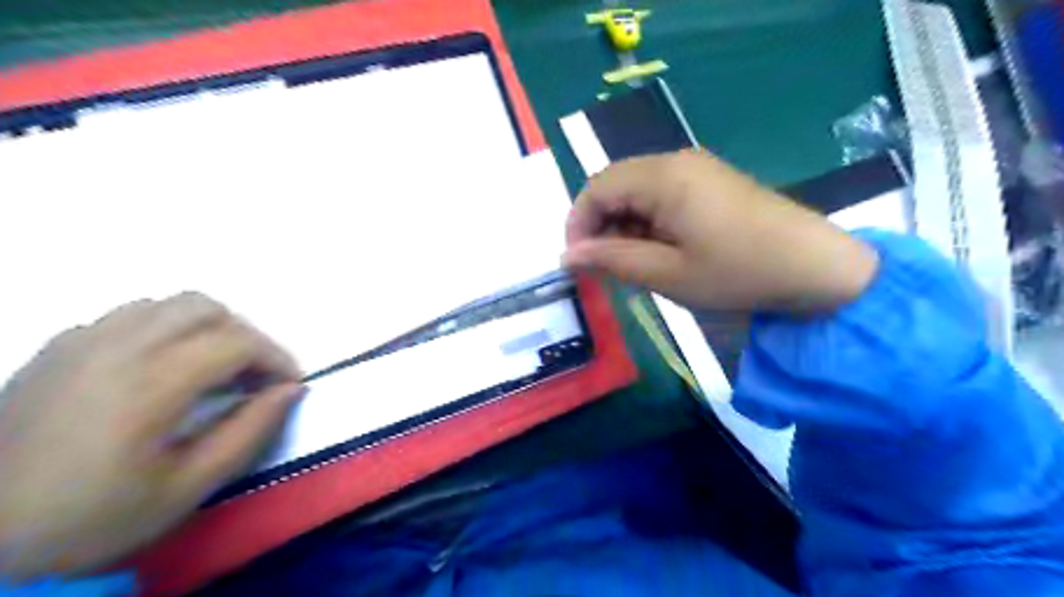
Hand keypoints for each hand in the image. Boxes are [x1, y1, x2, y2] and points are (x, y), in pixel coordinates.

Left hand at [0, 291, 302, 581]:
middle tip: (254, 376)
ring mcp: (81, 341)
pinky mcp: (58, 347)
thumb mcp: (188, 488)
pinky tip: (163, 366)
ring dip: (207, 327)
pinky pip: (131, 315)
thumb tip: (292, 389)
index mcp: (150, 383)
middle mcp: (117, 346)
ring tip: (214, 368)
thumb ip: (250, 431)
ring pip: (168, 304)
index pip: (238, 342)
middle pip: (207, 308)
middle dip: (246, 336)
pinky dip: (166, 329)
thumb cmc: (92, 517)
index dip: (277, 358)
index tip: (289, 385)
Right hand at [565, 149, 882, 311]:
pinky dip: (648, 222)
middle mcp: (676, 161)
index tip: (577, 262)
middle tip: (604, 268)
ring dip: (624, 226)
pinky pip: (662, 195)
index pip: (597, 187)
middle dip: (600, 226)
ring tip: (633, 264)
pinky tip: (659, 250)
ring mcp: (696, 169)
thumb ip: (612, 260)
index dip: (578, 223)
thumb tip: (568, 255)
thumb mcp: (667, 274)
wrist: (815, 267)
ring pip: (637, 191)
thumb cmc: (737, 272)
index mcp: (663, 176)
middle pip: (615, 185)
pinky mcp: (711, 182)